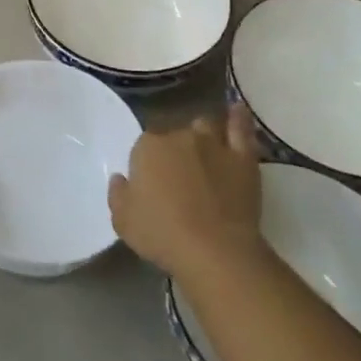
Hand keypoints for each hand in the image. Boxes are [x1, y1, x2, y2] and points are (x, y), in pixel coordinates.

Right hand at [109, 105, 264, 280]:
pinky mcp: (242, 157)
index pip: (144, 145)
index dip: (147, 164)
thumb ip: (118, 194)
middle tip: (176, 179)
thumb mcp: (123, 221)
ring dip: (200, 136)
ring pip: (204, 127)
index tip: (151, 185)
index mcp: (147, 147)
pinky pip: (240, 128)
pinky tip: (236, 110)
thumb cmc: (162, 235)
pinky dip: (238, 118)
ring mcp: (213, 143)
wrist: (214, 250)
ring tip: (203, 156)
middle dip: (173, 152)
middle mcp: (179, 136)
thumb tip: (121, 178)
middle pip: (173, 135)